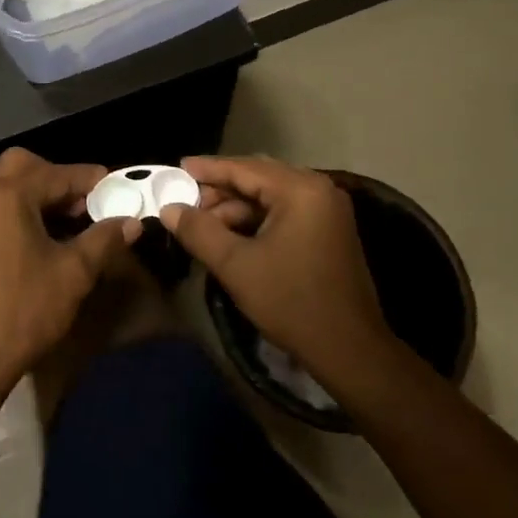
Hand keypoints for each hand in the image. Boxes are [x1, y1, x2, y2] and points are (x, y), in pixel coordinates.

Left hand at [0, 148, 140, 381]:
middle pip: (17, 165)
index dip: (88, 180)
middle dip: (49, 176)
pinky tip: (5, 233)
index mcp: (7, 194)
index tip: (110, 185)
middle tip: (73, 204)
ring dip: (14, 184)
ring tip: (37, 212)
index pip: (57, 174)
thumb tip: (130, 221)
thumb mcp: (73, 275)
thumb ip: (103, 240)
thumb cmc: (23, 313)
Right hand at [160, 156, 392, 383]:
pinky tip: (232, 235)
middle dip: (221, 190)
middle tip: (186, 201)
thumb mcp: (236, 265)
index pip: (245, 168)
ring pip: (271, 196)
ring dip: (237, 207)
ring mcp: (328, 210)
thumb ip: (199, 231)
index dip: (208, 169)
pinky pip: (286, 211)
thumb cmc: (290, 301)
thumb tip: (170, 209)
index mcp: (300, 190)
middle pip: (259, 178)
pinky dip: (257, 219)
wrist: (348, 349)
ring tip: (204, 224)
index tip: (178, 168)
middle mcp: (319, 189)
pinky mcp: (329, 230)